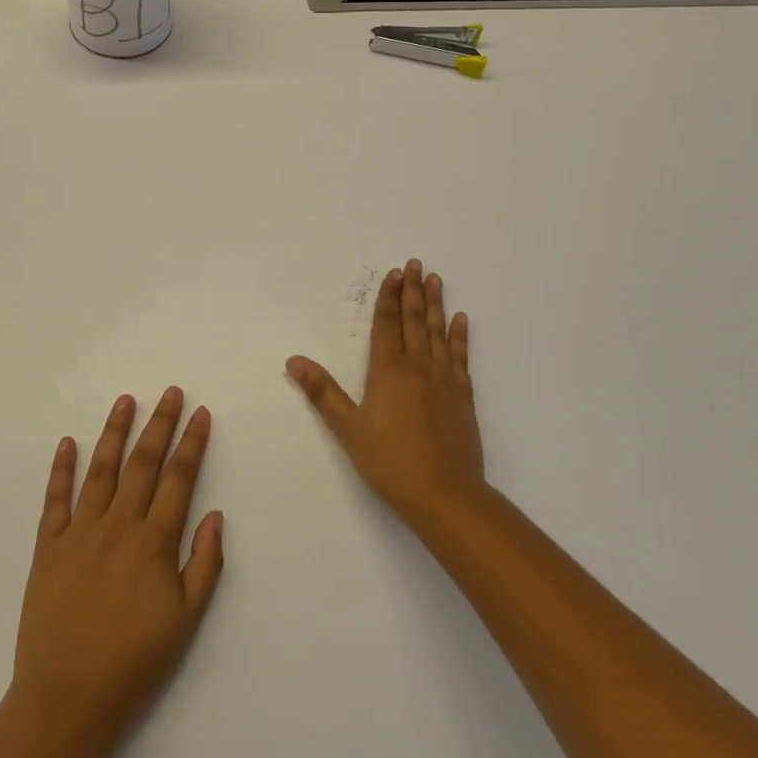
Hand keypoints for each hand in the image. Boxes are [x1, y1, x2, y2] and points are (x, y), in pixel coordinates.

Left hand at [10, 388, 224, 757]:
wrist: (65, 702)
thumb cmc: (134, 663)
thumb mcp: (186, 621)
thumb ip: (204, 564)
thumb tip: (214, 515)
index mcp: (154, 541)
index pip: (179, 478)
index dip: (192, 443)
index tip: (200, 414)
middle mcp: (118, 525)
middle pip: (143, 462)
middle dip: (160, 423)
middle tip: (170, 392)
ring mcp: (80, 532)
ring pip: (101, 469)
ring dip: (114, 432)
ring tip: (125, 401)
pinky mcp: (48, 547)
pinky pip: (56, 499)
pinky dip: (62, 468)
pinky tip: (68, 443)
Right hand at [286, 259, 483, 530]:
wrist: (445, 494)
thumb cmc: (390, 461)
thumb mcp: (348, 428)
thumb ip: (322, 392)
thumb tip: (294, 360)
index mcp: (388, 371)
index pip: (387, 325)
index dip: (388, 298)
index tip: (393, 274)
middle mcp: (418, 367)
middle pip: (414, 321)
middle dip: (412, 291)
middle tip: (415, 264)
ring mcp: (444, 380)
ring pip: (438, 332)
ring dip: (436, 304)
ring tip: (435, 279)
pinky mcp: (462, 397)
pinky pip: (460, 357)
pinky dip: (459, 336)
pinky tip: (461, 321)